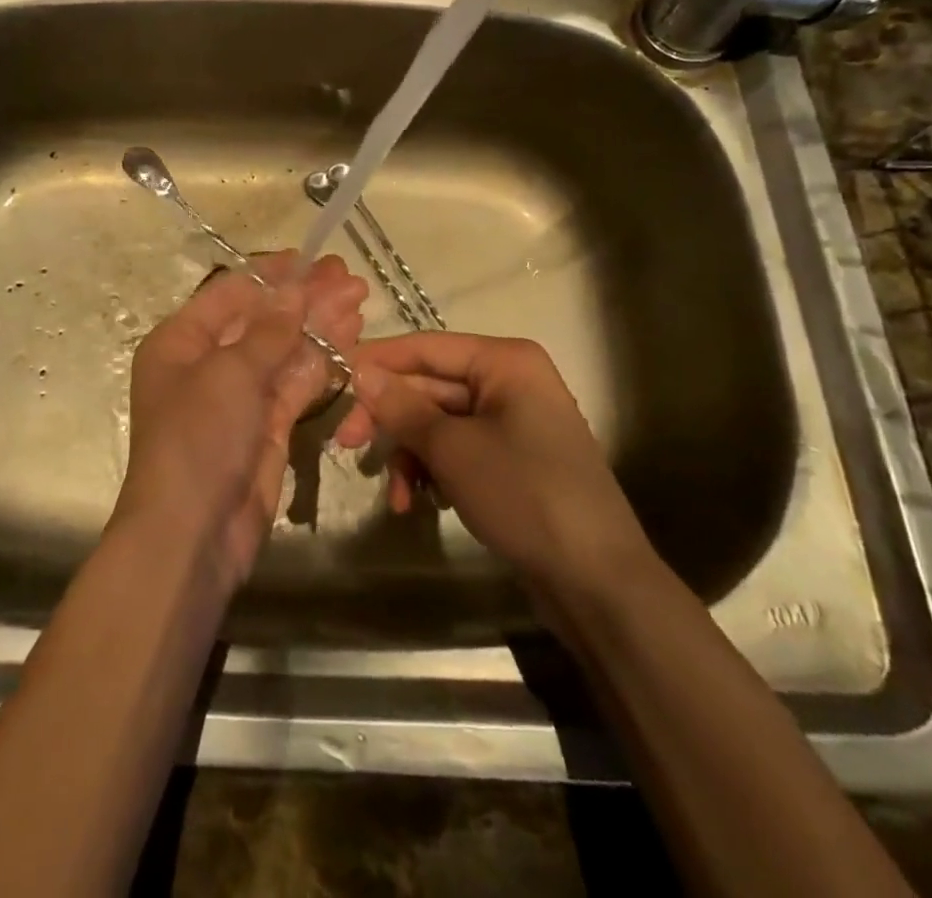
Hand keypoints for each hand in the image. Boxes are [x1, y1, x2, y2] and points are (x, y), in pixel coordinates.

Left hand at [113, 253, 366, 586]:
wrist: (193, 532)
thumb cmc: (198, 437)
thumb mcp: (230, 373)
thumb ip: (268, 329)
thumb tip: (295, 289)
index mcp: (181, 341)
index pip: (230, 293)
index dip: (272, 274)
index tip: (312, 259)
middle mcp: (207, 363)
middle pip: (262, 320)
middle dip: (304, 299)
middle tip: (349, 278)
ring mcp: (238, 396)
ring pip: (283, 351)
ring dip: (319, 326)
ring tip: (358, 300)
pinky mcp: (266, 426)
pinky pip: (295, 384)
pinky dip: (320, 362)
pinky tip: (350, 339)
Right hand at [334, 333, 648, 588]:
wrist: (598, 584)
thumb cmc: (524, 496)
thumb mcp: (453, 449)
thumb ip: (401, 406)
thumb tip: (359, 370)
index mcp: (504, 362)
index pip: (425, 347)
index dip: (377, 362)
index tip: (333, 380)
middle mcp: (510, 382)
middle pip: (429, 386)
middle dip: (390, 419)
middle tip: (346, 444)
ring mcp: (513, 423)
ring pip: (438, 423)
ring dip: (410, 454)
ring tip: (396, 496)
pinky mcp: (511, 460)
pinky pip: (457, 450)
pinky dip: (434, 471)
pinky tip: (419, 504)